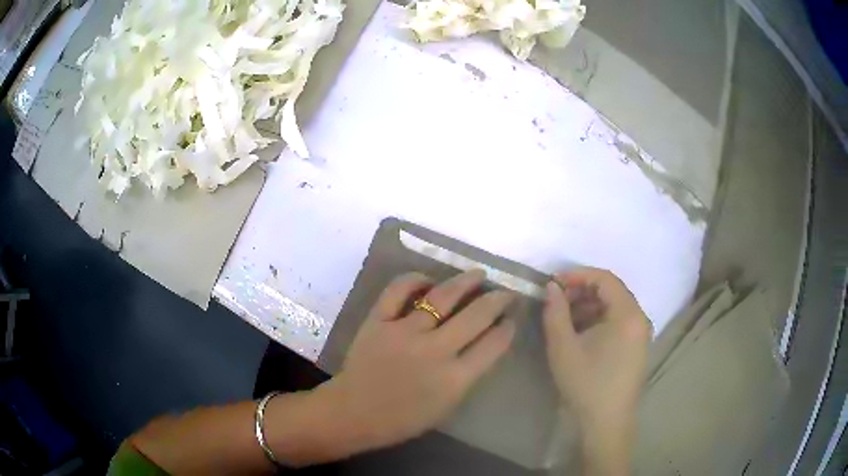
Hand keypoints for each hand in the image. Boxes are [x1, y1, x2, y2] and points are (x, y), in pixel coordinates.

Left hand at [320, 270, 516, 455]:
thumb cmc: (403, 418)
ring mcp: (404, 332)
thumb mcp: (446, 405)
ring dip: (465, 281)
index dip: (507, 328)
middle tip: (505, 292)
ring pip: (442, 297)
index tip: (512, 318)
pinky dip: (414, 280)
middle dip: (497, 300)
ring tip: (478, 273)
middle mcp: (434, 351)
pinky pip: (398, 290)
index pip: (493, 345)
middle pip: (476, 316)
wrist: (354, 413)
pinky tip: (428, 280)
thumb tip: (483, 344)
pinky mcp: (378, 321)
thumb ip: (467, 375)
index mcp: (454, 379)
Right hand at [542, 267, 650, 474]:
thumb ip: (555, 311)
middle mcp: (640, 318)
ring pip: (614, 307)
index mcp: (628, 314)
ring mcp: (641, 333)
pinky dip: (599, 320)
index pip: (605, 279)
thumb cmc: (586, 384)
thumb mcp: (563, 347)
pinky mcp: (637, 347)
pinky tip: (580, 334)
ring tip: (564, 318)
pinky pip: (618, 322)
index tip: (553, 283)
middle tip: (556, 301)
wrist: (606, 422)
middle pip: (611, 291)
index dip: (577, 275)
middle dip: (582, 291)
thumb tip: (552, 287)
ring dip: (589, 306)